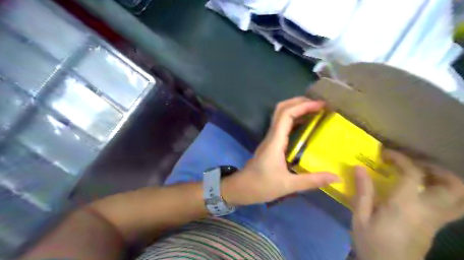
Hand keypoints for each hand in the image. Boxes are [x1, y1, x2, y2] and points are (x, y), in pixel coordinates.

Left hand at [223, 96, 339, 205]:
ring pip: (280, 116)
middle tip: (319, 104)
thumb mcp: (288, 185)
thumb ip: (312, 181)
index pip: (286, 115)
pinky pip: (282, 126)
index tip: (321, 105)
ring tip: (315, 111)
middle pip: (281, 109)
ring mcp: (270, 138)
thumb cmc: (261, 186)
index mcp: (275, 141)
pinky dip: (294, 120)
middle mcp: (272, 136)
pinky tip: (306, 126)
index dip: (303, 106)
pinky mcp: (271, 144)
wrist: (241, 188)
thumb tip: (336, 177)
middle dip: (299, 102)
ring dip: (296, 109)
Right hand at [352, 149, 463, 259]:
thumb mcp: (360, 217)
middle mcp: (428, 211)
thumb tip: (359, 167)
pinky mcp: (436, 227)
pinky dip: (442, 192)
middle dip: (436, 169)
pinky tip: (420, 192)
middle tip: (413, 164)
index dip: (401, 159)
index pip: (413, 174)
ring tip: (420, 175)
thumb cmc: (372, 242)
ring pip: (460, 199)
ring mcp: (436, 221)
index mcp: (405, 206)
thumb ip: (362, 191)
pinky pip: (452, 206)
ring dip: (445, 181)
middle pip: (453, 187)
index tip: (385, 154)